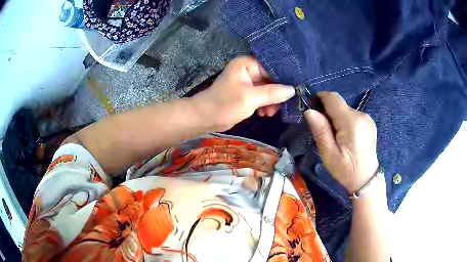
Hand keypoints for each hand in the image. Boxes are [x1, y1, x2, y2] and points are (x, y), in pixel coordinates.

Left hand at [191, 56, 295, 130]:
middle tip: (280, 106)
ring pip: (269, 89)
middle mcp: (249, 70)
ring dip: (271, 101)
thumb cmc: (224, 105)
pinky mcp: (248, 93)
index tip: (295, 89)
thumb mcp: (250, 98)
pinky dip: (265, 104)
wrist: (205, 118)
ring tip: (269, 113)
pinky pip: (262, 96)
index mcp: (247, 64)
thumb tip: (293, 90)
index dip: (284, 78)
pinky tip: (264, 113)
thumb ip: (272, 93)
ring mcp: (248, 82)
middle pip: (272, 78)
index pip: (272, 67)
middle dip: (277, 93)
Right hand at [304, 92, 378, 192]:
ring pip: (345, 109)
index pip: (332, 98)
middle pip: (339, 104)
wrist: (366, 180)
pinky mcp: (369, 122)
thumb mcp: (329, 155)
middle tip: (321, 129)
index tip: (310, 108)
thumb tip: (309, 111)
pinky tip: (345, 136)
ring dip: (335, 117)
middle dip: (327, 111)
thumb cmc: (346, 171)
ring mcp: (367, 118)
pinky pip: (352, 115)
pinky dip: (344, 121)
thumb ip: (320, 131)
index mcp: (351, 122)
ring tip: (334, 136)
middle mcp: (361, 115)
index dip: (319, 98)